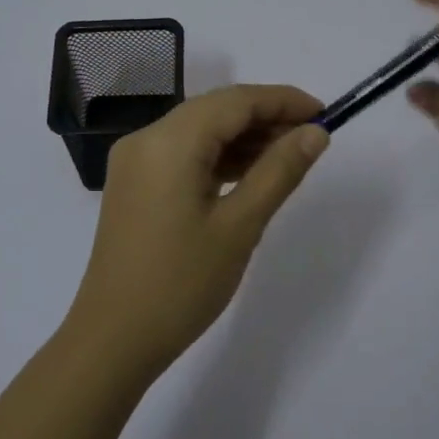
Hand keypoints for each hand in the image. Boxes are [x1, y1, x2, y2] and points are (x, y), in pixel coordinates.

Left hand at [63, 84, 329, 376]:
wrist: (114, 338)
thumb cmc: (182, 284)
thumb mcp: (240, 226)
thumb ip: (279, 171)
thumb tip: (315, 133)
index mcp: (169, 142)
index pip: (235, 100)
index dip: (283, 100)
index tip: (324, 114)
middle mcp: (146, 139)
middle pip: (215, 110)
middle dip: (265, 117)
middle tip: (311, 138)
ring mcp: (135, 162)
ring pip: (199, 131)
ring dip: (243, 138)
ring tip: (288, 157)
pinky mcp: (133, 184)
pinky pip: (182, 154)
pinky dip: (217, 157)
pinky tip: (249, 174)